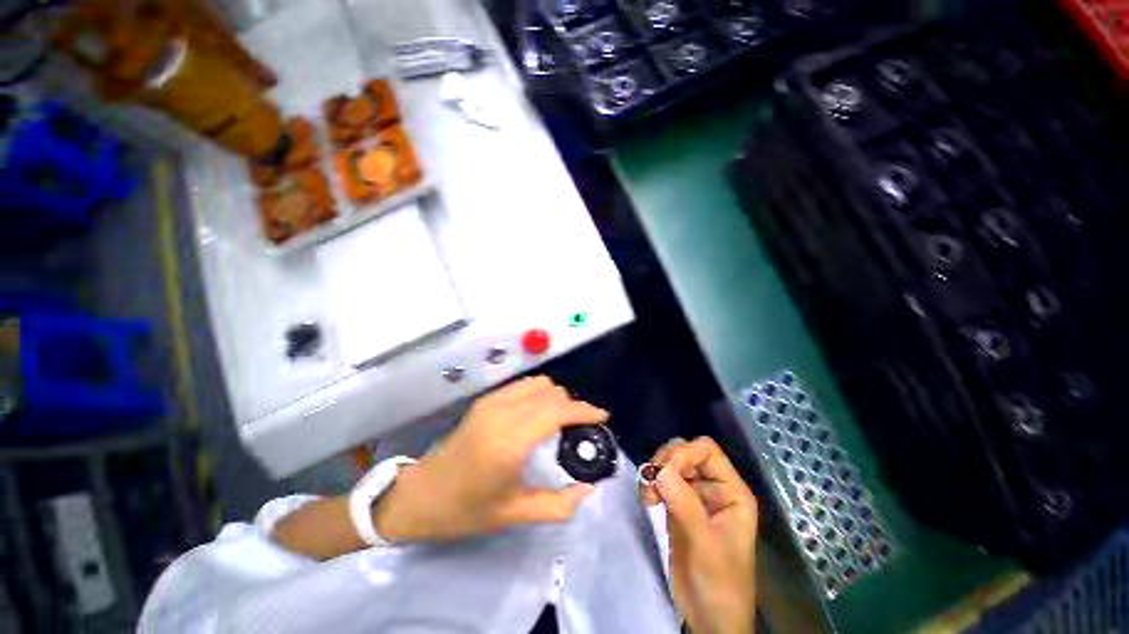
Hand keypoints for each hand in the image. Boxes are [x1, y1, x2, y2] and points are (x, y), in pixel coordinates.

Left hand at [375, 376, 606, 541]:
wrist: (422, 494)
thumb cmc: (466, 510)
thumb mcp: (514, 514)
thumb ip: (558, 505)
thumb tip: (588, 489)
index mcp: (509, 441)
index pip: (557, 410)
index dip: (584, 410)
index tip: (602, 417)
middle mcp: (502, 412)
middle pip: (552, 392)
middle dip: (572, 405)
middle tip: (579, 428)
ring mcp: (492, 401)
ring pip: (539, 383)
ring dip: (556, 397)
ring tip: (560, 421)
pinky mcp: (486, 399)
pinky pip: (523, 385)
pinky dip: (539, 394)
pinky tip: (538, 414)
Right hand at [642, 437, 757, 633]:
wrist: (709, 618)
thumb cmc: (720, 584)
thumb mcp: (706, 545)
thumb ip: (685, 505)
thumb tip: (659, 471)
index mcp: (730, 491)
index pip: (706, 451)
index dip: (684, 454)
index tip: (664, 472)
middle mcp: (712, 488)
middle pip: (686, 452)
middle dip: (666, 462)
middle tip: (652, 482)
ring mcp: (694, 497)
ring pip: (671, 465)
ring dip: (656, 473)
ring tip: (648, 496)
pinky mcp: (677, 506)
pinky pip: (662, 482)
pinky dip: (651, 485)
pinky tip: (647, 500)